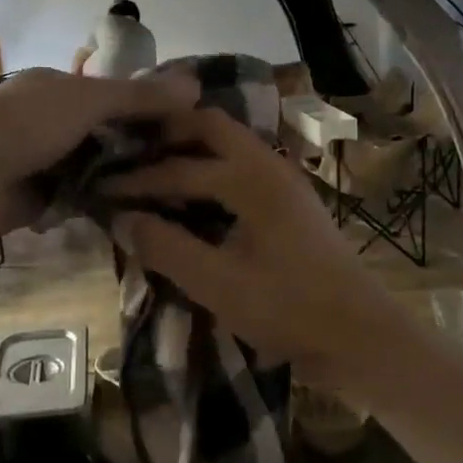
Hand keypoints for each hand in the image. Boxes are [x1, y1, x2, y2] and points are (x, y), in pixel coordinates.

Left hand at [0, 67, 198, 251]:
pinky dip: (106, 201)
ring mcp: (48, 159)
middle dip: (142, 144)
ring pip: (100, 165)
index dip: (150, 104)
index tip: (189, 124)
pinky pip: (86, 196)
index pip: (115, 91)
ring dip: (126, 176)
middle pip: (110, 130)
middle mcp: (54, 119)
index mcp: (59, 86)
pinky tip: (142, 210)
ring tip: (176, 189)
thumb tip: (196, 84)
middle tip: (191, 162)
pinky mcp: (44, 197)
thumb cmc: (25, 126)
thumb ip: (139, 96)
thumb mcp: (86, 101)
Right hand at [95, 108, 405, 395]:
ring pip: (231, 144)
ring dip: (193, 148)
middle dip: (168, 135)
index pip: (179, 167)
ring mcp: (286, 181)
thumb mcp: (218, 284)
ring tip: (155, 166)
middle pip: (211, 127)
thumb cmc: (288, 309)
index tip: (101, 188)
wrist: (361, 335)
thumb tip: (122, 219)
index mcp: (251, 178)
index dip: (137, 180)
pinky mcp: (292, 202)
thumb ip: (166, 248)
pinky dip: (213, 168)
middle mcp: (270, 166)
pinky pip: (244, 166)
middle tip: (129, 152)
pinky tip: (196, 194)